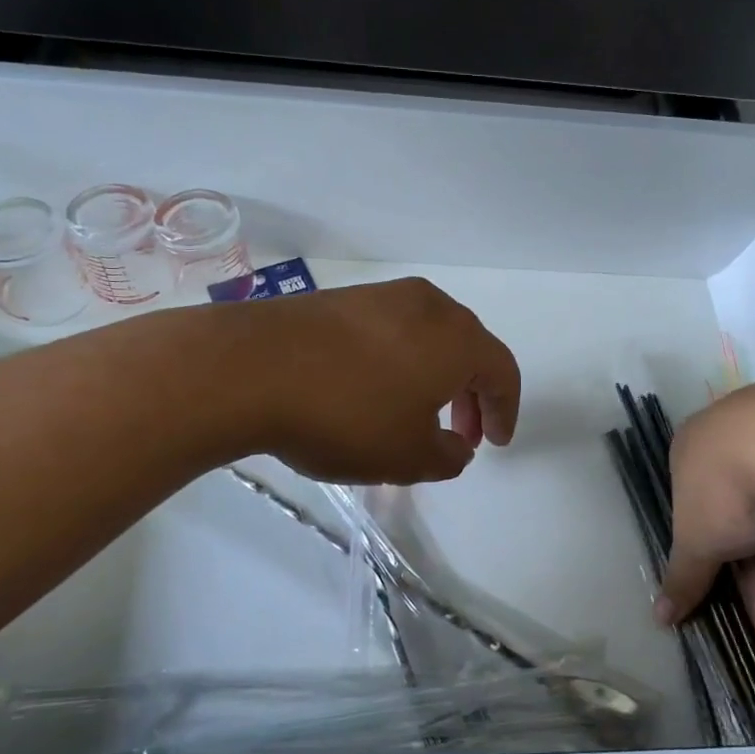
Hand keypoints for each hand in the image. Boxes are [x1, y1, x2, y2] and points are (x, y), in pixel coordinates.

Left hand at [240, 277, 520, 483]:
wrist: (249, 368)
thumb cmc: (346, 415)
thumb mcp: (409, 457)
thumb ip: (449, 457)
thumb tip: (457, 447)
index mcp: (458, 339)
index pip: (503, 371)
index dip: (505, 410)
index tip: (495, 443)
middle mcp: (429, 306)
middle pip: (469, 349)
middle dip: (471, 395)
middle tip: (461, 434)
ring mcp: (382, 296)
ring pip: (429, 337)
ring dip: (435, 378)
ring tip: (416, 415)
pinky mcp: (342, 299)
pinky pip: (391, 332)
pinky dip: (399, 363)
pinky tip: (373, 392)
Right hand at [657, 379, 754, 669]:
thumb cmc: (723, 485)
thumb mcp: (695, 540)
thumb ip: (682, 577)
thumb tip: (659, 616)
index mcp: (699, 450)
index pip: (699, 506)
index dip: (707, 555)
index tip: (714, 594)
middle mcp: (745, 449)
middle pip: (746, 530)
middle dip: (753, 591)